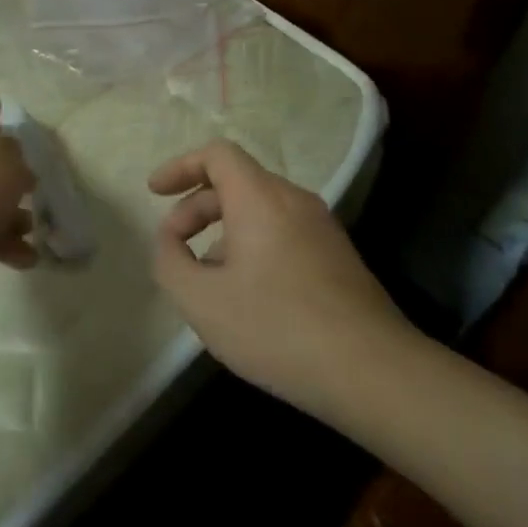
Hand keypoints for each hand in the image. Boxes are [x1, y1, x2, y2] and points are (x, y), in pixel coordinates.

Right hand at [150, 140, 417, 420]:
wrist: (372, 371)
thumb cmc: (276, 327)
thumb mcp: (201, 300)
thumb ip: (170, 262)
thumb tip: (170, 243)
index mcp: (260, 198)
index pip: (217, 154)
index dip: (180, 166)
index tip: (154, 193)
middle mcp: (294, 201)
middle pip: (236, 182)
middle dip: (196, 208)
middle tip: (175, 247)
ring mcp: (322, 228)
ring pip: (260, 211)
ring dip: (223, 232)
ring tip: (207, 279)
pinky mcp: (338, 257)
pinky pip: (283, 233)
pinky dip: (252, 246)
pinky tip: (247, 296)